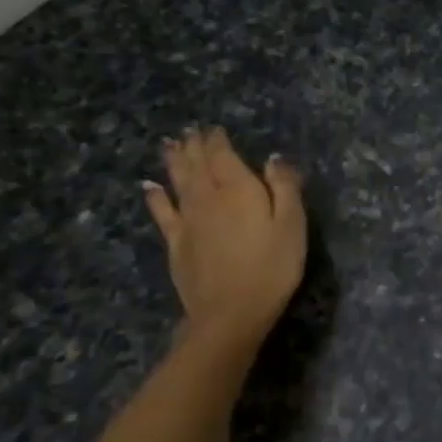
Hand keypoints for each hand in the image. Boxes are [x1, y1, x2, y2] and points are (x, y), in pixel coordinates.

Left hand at [143, 127, 305, 340]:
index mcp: (238, 189)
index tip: (214, 128)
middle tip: (189, 130)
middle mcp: (207, 198)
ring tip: (169, 145)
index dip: (217, 140)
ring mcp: (188, 221)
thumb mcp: (292, 225)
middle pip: (197, 165)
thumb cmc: (271, 267)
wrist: (230, 314)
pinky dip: (155, 197)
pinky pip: (163, 213)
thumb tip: (274, 158)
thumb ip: (285, 187)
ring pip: (178, 182)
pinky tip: (149, 186)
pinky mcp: (176, 244)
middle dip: (194, 146)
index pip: (223, 155)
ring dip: (173, 162)